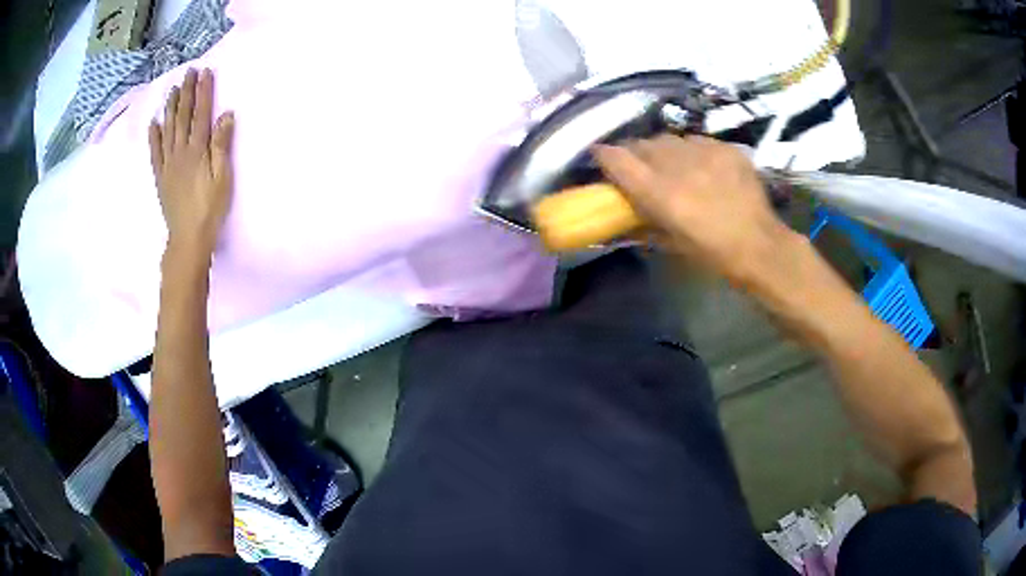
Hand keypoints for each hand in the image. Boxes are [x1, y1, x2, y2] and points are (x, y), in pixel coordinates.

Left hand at [149, 68, 234, 261]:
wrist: (188, 237)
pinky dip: (154, 136)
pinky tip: (154, 123)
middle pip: (183, 117)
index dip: (203, 92)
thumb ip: (222, 145)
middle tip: (188, 72)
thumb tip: (226, 115)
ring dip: (170, 108)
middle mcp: (180, 152)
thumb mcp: (222, 177)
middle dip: (186, 93)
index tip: (205, 73)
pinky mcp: (161, 176)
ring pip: (168, 129)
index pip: (201, 114)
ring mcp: (168, 164)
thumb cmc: (210, 208)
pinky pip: (155, 152)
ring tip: (172, 90)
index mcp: (197, 150)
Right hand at [593, 135, 790, 282]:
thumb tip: (625, 215)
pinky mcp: (725, 148)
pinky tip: (702, 166)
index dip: (604, 155)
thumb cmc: (712, 254)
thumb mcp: (671, 243)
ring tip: (673, 165)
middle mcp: (677, 165)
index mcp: (660, 193)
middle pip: (642, 144)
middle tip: (640, 166)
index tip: (599, 156)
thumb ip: (644, 222)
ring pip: (670, 139)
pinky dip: (692, 151)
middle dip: (635, 153)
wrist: (759, 245)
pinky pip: (697, 140)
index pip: (618, 159)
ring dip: (664, 150)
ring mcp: (704, 152)